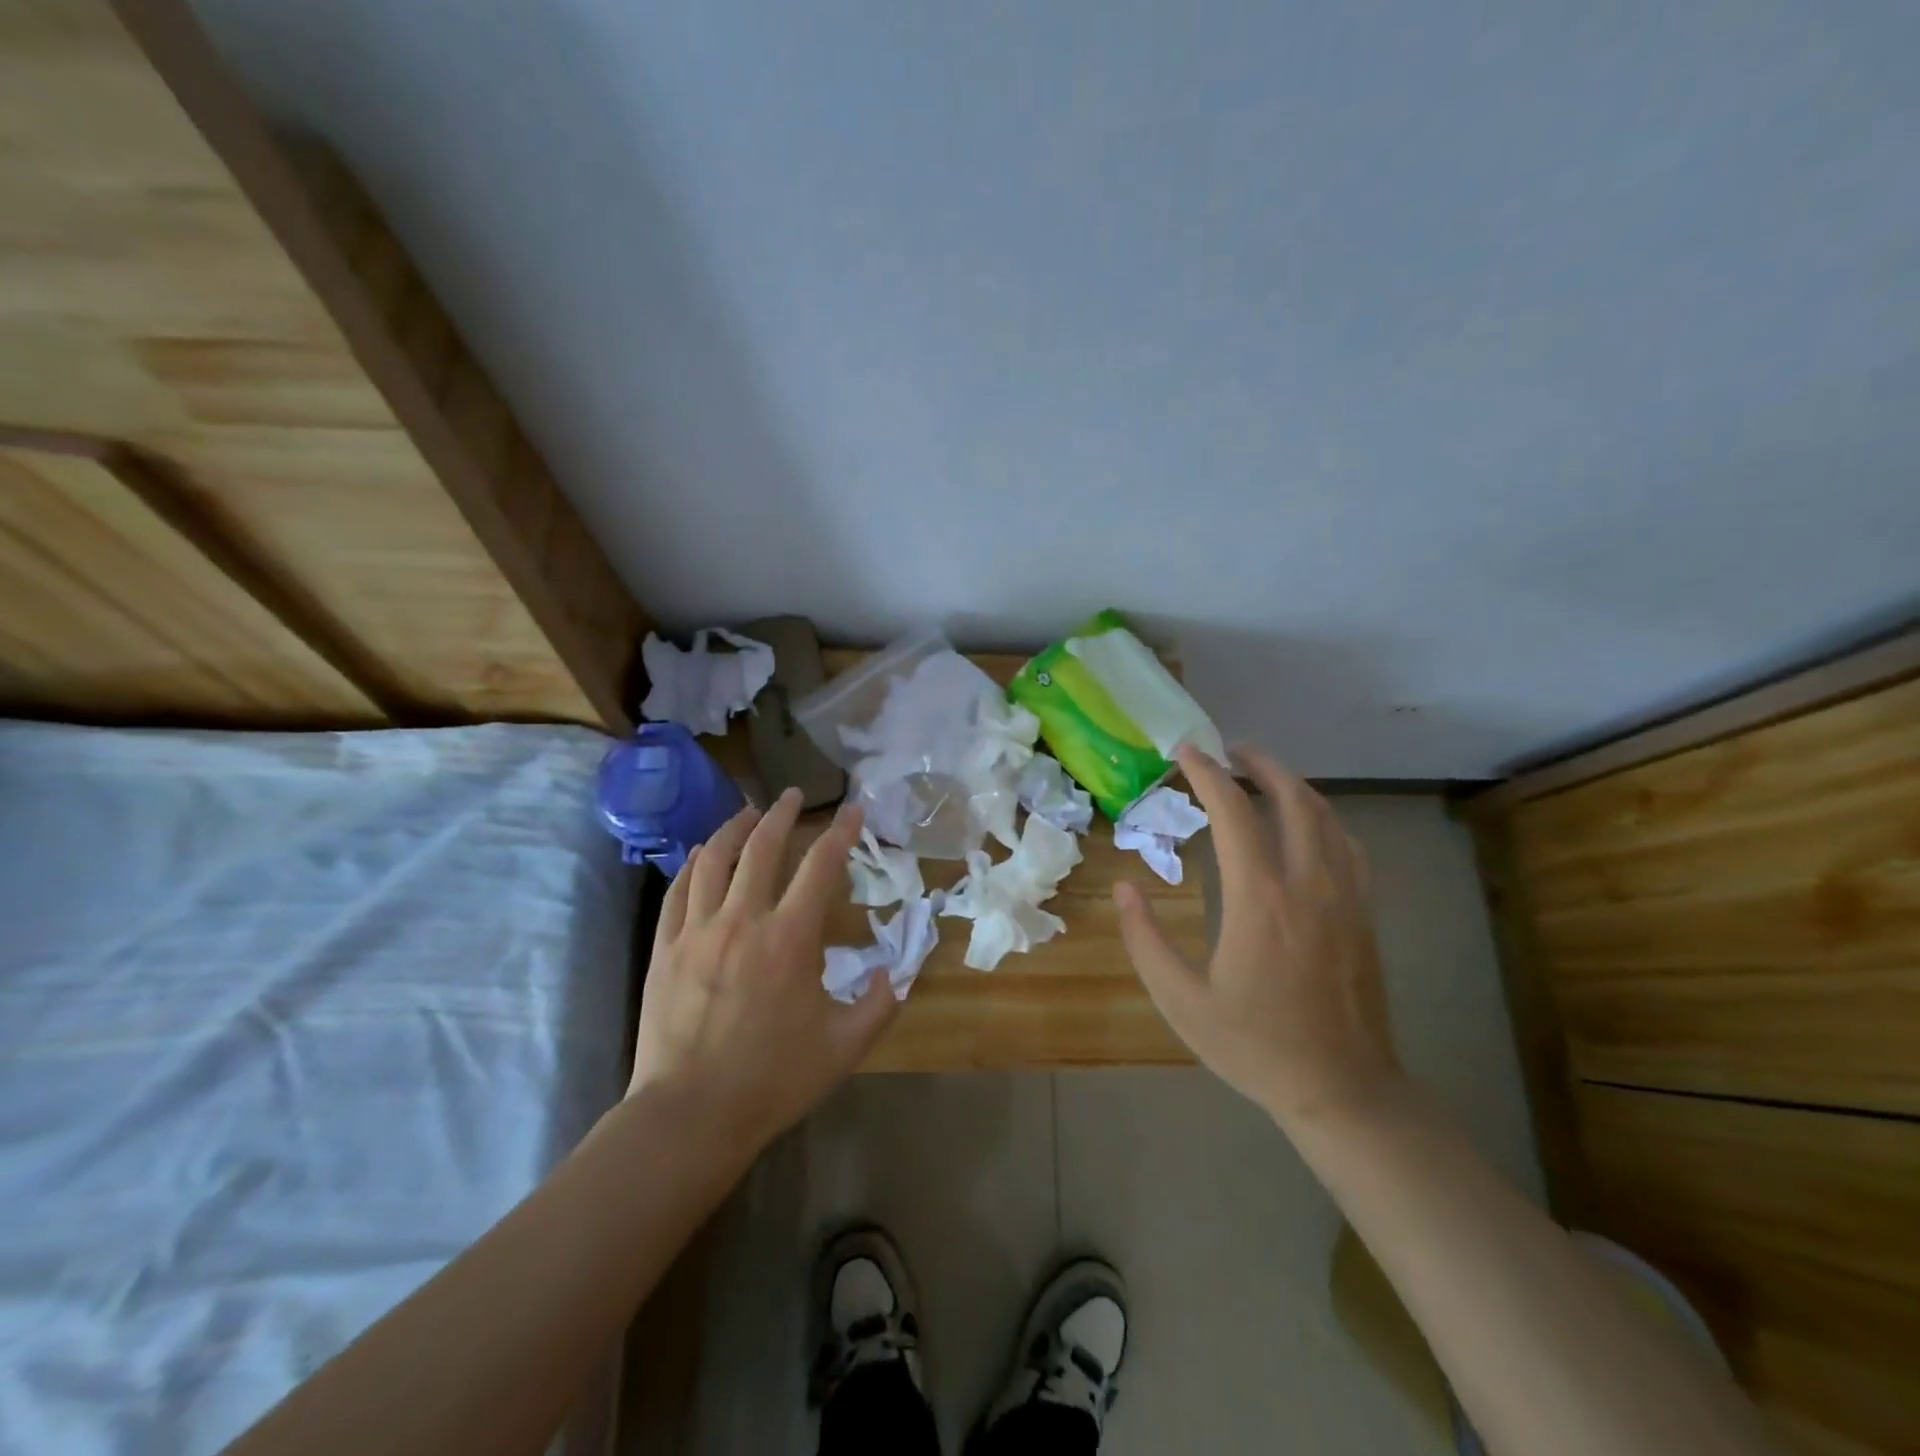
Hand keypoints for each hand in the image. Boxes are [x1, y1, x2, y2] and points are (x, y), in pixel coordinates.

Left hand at [629, 791, 897, 1153]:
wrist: (690, 1115)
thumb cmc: (773, 1079)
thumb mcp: (844, 1046)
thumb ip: (880, 1002)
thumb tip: (898, 970)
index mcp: (790, 938)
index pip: (821, 866)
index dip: (841, 832)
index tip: (853, 811)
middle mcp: (742, 920)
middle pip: (762, 847)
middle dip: (782, 814)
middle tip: (794, 795)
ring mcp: (697, 931)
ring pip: (714, 859)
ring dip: (734, 828)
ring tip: (748, 811)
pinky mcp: (665, 948)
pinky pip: (678, 891)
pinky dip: (693, 864)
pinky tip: (701, 855)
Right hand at [1114, 744, 1402, 1127]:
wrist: (1343, 1090)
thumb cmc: (1254, 1045)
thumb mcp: (1181, 1001)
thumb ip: (1145, 940)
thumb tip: (1126, 887)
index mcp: (1259, 900)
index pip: (1234, 813)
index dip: (1207, 775)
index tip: (1185, 752)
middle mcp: (1308, 884)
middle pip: (1291, 799)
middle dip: (1259, 764)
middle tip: (1229, 750)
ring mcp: (1345, 897)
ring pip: (1326, 817)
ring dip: (1293, 785)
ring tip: (1263, 773)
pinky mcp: (1363, 914)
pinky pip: (1349, 846)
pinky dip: (1324, 818)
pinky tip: (1309, 824)